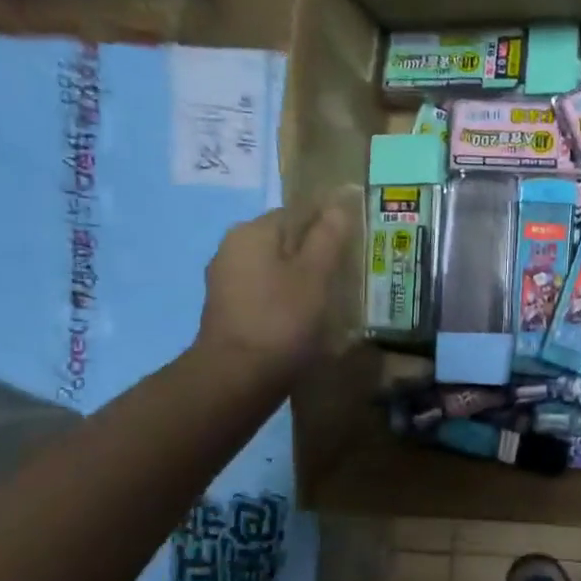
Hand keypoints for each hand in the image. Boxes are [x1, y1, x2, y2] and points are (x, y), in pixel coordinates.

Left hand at [195, 193, 355, 388]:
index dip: (328, 226)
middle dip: (316, 253)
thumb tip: (338, 204)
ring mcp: (227, 280)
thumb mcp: (315, 275)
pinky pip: (266, 290)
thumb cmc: (282, 319)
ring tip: (331, 298)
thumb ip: (328, 237)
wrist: (238, 376)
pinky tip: (306, 316)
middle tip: (347, 276)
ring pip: (276, 267)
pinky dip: (286, 297)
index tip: (353, 249)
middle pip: (285, 240)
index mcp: (252, 232)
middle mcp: (233, 248)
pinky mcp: (230, 308)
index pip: (297, 212)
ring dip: (302, 277)